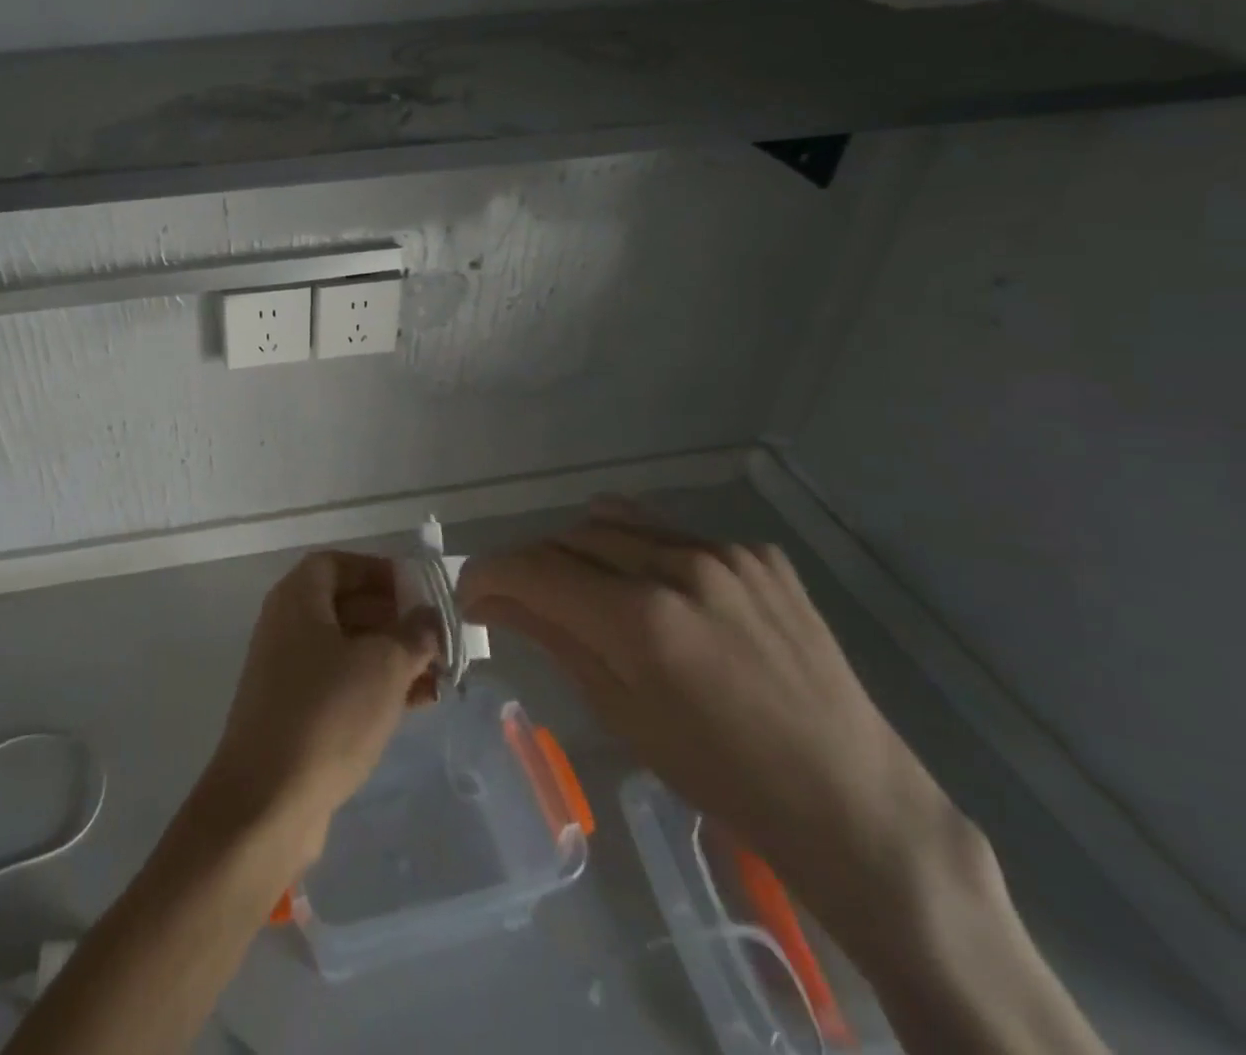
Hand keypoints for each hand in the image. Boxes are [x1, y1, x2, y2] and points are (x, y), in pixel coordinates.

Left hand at [199, 551, 438, 869]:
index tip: (418, 591)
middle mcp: (287, 626)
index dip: (378, 571)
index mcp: (297, 599)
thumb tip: (428, 616)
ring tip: (440, 675)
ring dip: (393, 656)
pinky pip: (342, 684)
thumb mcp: (384, 665)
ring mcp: (288, 672)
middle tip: (438, 637)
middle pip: (346, 605)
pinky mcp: (295, 714)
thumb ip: (413, 633)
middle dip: (395, 618)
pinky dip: (377, 687)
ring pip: (348, 649)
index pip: (338, 564)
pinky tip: (418, 704)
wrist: (267, 802)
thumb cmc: (328, 713)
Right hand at [459, 500, 980, 954]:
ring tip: (583, 589)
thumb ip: (551, 636)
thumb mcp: (620, 711)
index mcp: (643, 620)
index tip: (470, 593)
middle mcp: (681, 567)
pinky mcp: (758, 553)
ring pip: (617, 522)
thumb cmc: (721, 775)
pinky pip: (672, 533)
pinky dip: (641, 552)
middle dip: (531, 564)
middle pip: (569, 536)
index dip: (488, 574)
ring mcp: (726, 553)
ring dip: (581, 550)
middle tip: (521, 599)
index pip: (534, 568)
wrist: (851, 799)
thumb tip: (488, 599)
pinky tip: (657, 593)